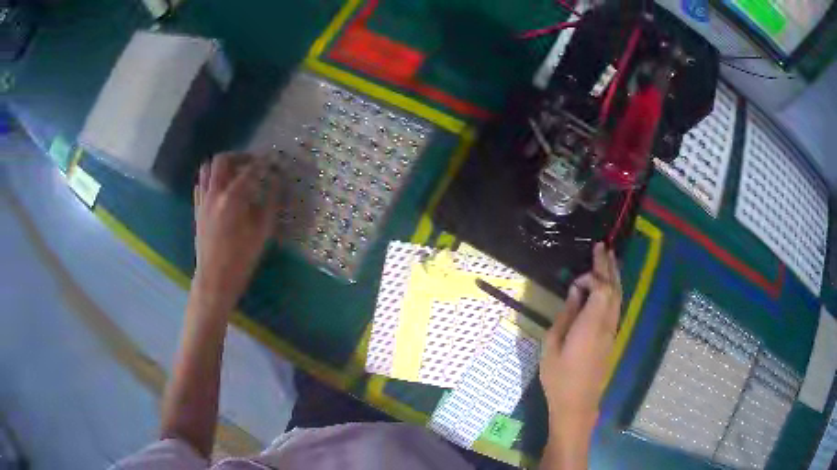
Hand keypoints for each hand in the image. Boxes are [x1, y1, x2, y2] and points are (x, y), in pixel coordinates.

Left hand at [192, 152, 278, 313]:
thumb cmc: (241, 259)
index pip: (250, 170)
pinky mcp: (197, 209)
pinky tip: (222, 190)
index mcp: (232, 198)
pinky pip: (201, 184)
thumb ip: (270, 203)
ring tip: (235, 173)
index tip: (274, 159)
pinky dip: (211, 179)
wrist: (214, 279)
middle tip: (252, 163)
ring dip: (222, 166)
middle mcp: (214, 193)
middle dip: (239, 156)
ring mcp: (203, 200)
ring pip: (207, 169)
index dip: (264, 162)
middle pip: (222, 160)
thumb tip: (276, 182)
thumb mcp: (262, 232)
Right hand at [540, 243, 621, 437]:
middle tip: (602, 247)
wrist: (577, 403)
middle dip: (608, 267)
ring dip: (614, 277)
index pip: (601, 289)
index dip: (591, 277)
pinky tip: (608, 287)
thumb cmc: (559, 377)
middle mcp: (607, 324)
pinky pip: (616, 307)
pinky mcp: (611, 338)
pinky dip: (613, 291)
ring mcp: (611, 331)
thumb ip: (565, 315)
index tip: (575, 281)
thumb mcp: (552, 345)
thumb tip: (575, 292)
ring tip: (609, 259)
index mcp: (592, 324)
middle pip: (613, 289)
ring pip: (618, 297)